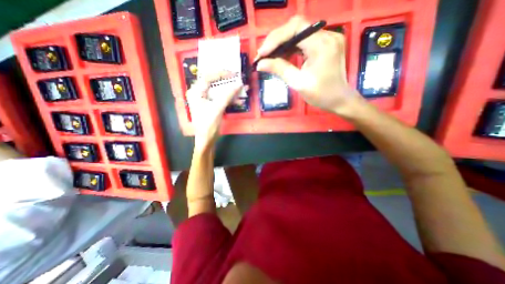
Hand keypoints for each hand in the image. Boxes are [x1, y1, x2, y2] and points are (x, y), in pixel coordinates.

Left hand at [188, 72, 245, 150]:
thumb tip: (239, 84)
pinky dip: (229, 97)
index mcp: (196, 92)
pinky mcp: (211, 105)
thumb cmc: (208, 125)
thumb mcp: (218, 109)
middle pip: (214, 82)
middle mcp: (199, 93)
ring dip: (230, 90)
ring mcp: (205, 99)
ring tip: (241, 88)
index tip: (234, 74)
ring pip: (218, 90)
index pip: (208, 77)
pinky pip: (220, 97)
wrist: (207, 140)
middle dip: (227, 81)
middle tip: (237, 79)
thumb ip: (228, 95)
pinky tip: (237, 98)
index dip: (221, 74)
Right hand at [257, 16, 363, 115]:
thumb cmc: (321, 95)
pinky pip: (304, 41)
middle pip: (296, 27)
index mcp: (322, 45)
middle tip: (262, 55)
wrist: (339, 100)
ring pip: (299, 33)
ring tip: (269, 56)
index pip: (296, 28)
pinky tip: (282, 56)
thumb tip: (260, 64)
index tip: (262, 53)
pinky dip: (291, 48)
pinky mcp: (325, 44)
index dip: (276, 38)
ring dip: (282, 44)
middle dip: (277, 40)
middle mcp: (327, 35)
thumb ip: (280, 70)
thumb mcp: (299, 83)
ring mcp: (327, 38)